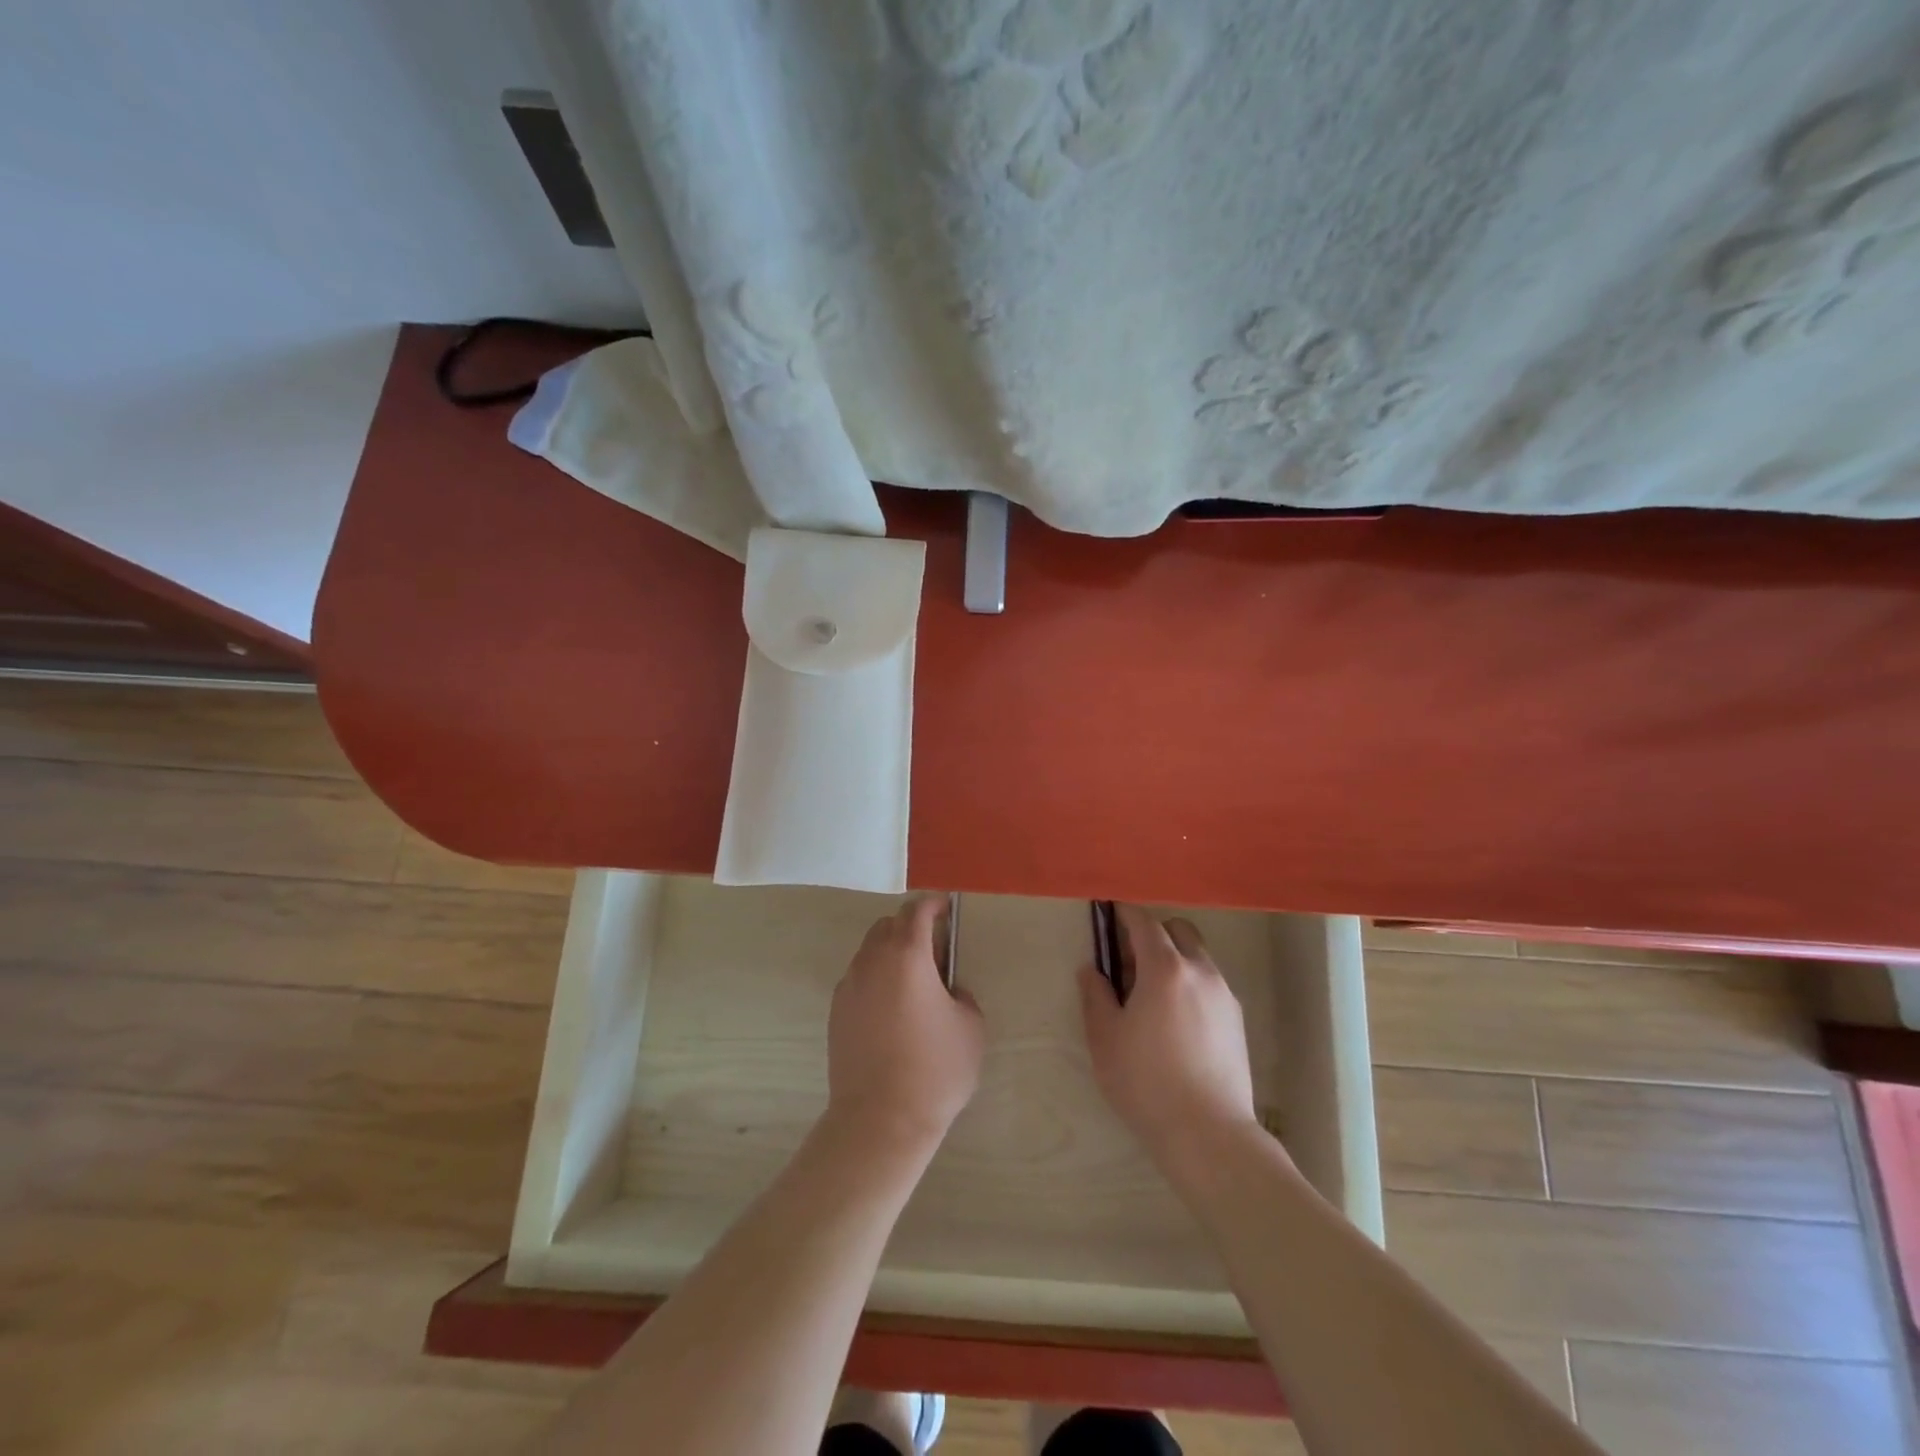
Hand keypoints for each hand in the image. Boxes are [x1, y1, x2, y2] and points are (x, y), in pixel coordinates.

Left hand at [826, 896, 984, 1152]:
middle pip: (888, 925)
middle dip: (911, 926)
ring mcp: (849, 985)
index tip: (946, 908)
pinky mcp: (836, 1010)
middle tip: (934, 950)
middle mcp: (873, 961)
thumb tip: (948, 991)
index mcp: (907, 955)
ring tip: (913, 982)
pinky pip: (859, 978)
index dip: (933, 904)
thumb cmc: (935, 1070)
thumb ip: (962, 995)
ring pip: (870, 950)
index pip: (917, 911)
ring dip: (891, 952)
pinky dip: (876, 978)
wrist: (880, 1120)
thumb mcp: (971, 1027)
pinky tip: (892, 1009)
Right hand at [1079, 904, 1259, 1164]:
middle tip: (1129, 962)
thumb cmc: (1146, 1082)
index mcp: (1165, 968)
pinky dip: (1189, 983)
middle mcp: (1200, 971)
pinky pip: (1209, 983)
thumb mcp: (1105, 1038)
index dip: (1124, 913)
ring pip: (1197, 957)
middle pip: (1178, 930)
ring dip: (1173, 959)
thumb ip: (1095, 995)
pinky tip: (1175, 1019)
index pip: (1144, 922)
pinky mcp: (1237, 1020)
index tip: (1108, 912)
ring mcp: (1224, 995)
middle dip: (1152, 934)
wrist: (1208, 1134)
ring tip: (1151, 996)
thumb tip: (1092, 970)